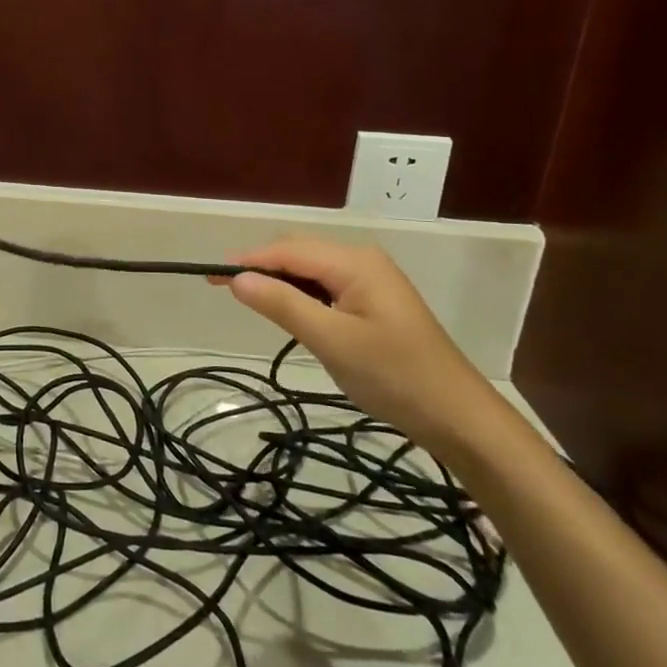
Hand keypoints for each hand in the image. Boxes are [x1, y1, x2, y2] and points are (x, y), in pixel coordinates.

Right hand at [215, 237, 506, 456]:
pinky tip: (292, 315)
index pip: (287, 250)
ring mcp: (371, 281)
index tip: (209, 276)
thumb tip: (237, 278)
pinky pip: (326, 287)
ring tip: (252, 303)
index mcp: (354, 262)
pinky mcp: (374, 302)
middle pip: (299, 253)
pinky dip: (302, 297)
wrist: (457, 416)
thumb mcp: (331, 341)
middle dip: (261, 267)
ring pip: (311, 271)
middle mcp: (362, 261)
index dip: (247, 261)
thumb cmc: (393, 375)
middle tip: (226, 291)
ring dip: (281, 283)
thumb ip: (283, 305)